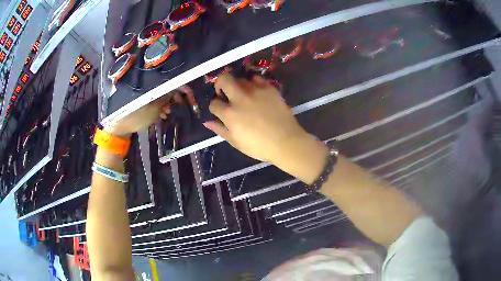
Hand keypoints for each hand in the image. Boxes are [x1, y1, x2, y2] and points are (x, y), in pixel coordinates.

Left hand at [104, 89, 184, 136]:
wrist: (120, 127)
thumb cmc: (136, 117)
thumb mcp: (154, 109)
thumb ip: (166, 98)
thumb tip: (176, 88)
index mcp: (151, 86)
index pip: (169, 81)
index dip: (180, 87)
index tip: (189, 94)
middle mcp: (148, 86)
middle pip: (166, 87)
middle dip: (174, 97)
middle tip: (179, 106)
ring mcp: (144, 93)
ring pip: (161, 95)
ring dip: (167, 104)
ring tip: (167, 113)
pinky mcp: (141, 100)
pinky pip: (154, 100)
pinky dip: (159, 106)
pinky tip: (161, 114)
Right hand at [204, 73, 312, 165]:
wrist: (286, 142)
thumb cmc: (259, 146)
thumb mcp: (236, 142)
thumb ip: (220, 130)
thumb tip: (207, 122)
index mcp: (230, 114)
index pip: (214, 104)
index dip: (215, 107)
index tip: (219, 110)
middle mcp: (240, 98)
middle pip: (224, 80)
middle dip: (220, 84)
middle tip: (224, 91)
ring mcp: (256, 91)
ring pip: (241, 79)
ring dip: (238, 85)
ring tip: (243, 94)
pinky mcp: (269, 89)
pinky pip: (257, 79)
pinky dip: (254, 83)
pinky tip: (256, 92)